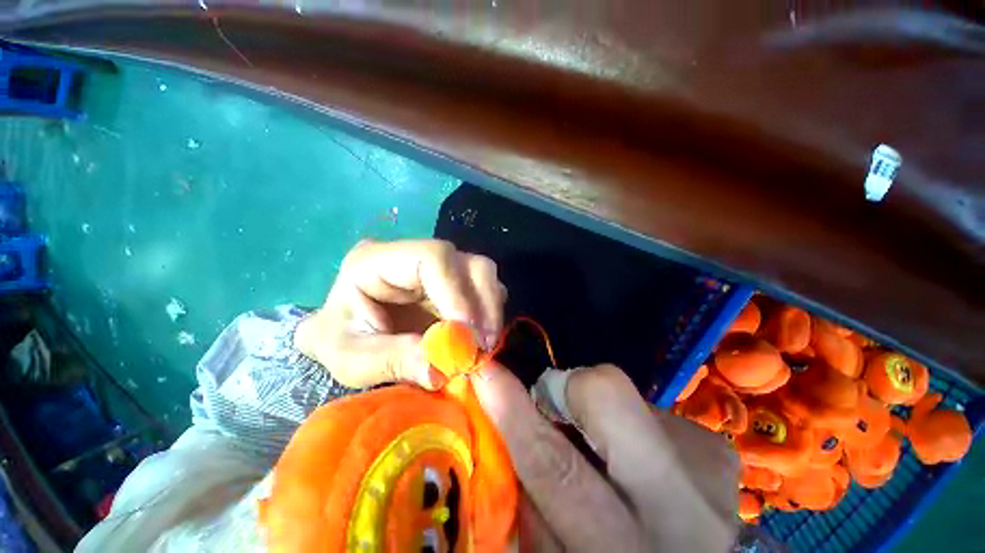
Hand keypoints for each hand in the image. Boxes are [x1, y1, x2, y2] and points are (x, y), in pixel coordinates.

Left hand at [294, 239, 505, 388]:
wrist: (350, 338)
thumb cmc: (340, 343)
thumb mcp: (351, 360)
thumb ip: (394, 360)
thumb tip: (441, 367)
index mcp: (376, 260)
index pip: (431, 258)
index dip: (455, 293)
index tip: (467, 334)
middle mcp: (413, 255)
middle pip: (465, 262)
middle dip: (482, 304)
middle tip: (483, 346)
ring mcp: (438, 266)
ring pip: (482, 272)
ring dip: (490, 310)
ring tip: (483, 345)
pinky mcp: (454, 281)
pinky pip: (485, 288)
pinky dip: (489, 312)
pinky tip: (480, 337)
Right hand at [473, 363, 739, 551]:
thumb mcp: (556, 551)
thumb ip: (528, 491)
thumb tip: (501, 414)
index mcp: (622, 550)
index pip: (555, 466)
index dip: (514, 411)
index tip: (486, 372)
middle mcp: (681, 509)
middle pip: (609, 396)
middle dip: (568, 386)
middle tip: (551, 399)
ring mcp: (710, 471)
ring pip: (629, 395)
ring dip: (597, 409)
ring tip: (599, 440)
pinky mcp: (719, 449)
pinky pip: (652, 409)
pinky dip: (628, 421)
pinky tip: (637, 454)